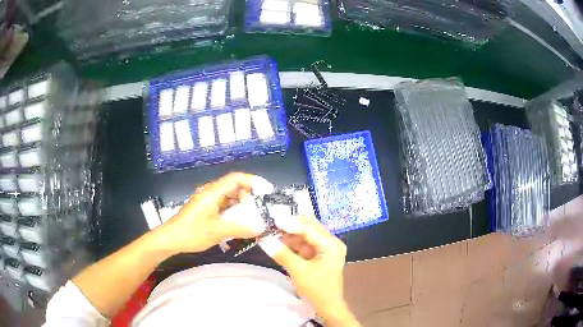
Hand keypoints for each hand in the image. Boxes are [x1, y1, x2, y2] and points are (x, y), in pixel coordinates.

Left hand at [157, 172, 261, 253]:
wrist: (170, 239)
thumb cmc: (191, 233)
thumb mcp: (217, 232)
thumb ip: (240, 229)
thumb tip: (262, 227)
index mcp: (213, 192)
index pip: (236, 178)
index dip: (252, 181)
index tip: (266, 191)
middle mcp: (211, 193)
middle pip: (234, 187)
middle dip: (249, 196)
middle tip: (261, 209)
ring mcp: (207, 201)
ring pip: (229, 198)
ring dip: (241, 206)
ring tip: (253, 217)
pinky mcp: (205, 209)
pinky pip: (223, 206)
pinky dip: (233, 212)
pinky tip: (239, 223)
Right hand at [263, 216, 358, 325]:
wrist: (327, 306)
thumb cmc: (317, 289)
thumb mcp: (299, 271)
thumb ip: (282, 254)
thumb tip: (264, 240)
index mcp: (331, 244)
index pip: (309, 228)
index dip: (290, 223)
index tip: (272, 219)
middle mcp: (330, 242)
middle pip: (309, 228)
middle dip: (290, 226)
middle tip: (271, 224)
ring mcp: (325, 249)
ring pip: (305, 236)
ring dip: (289, 235)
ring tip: (272, 233)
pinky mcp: (319, 256)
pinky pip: (304, 245)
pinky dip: (292, 244)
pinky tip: (280, 243)